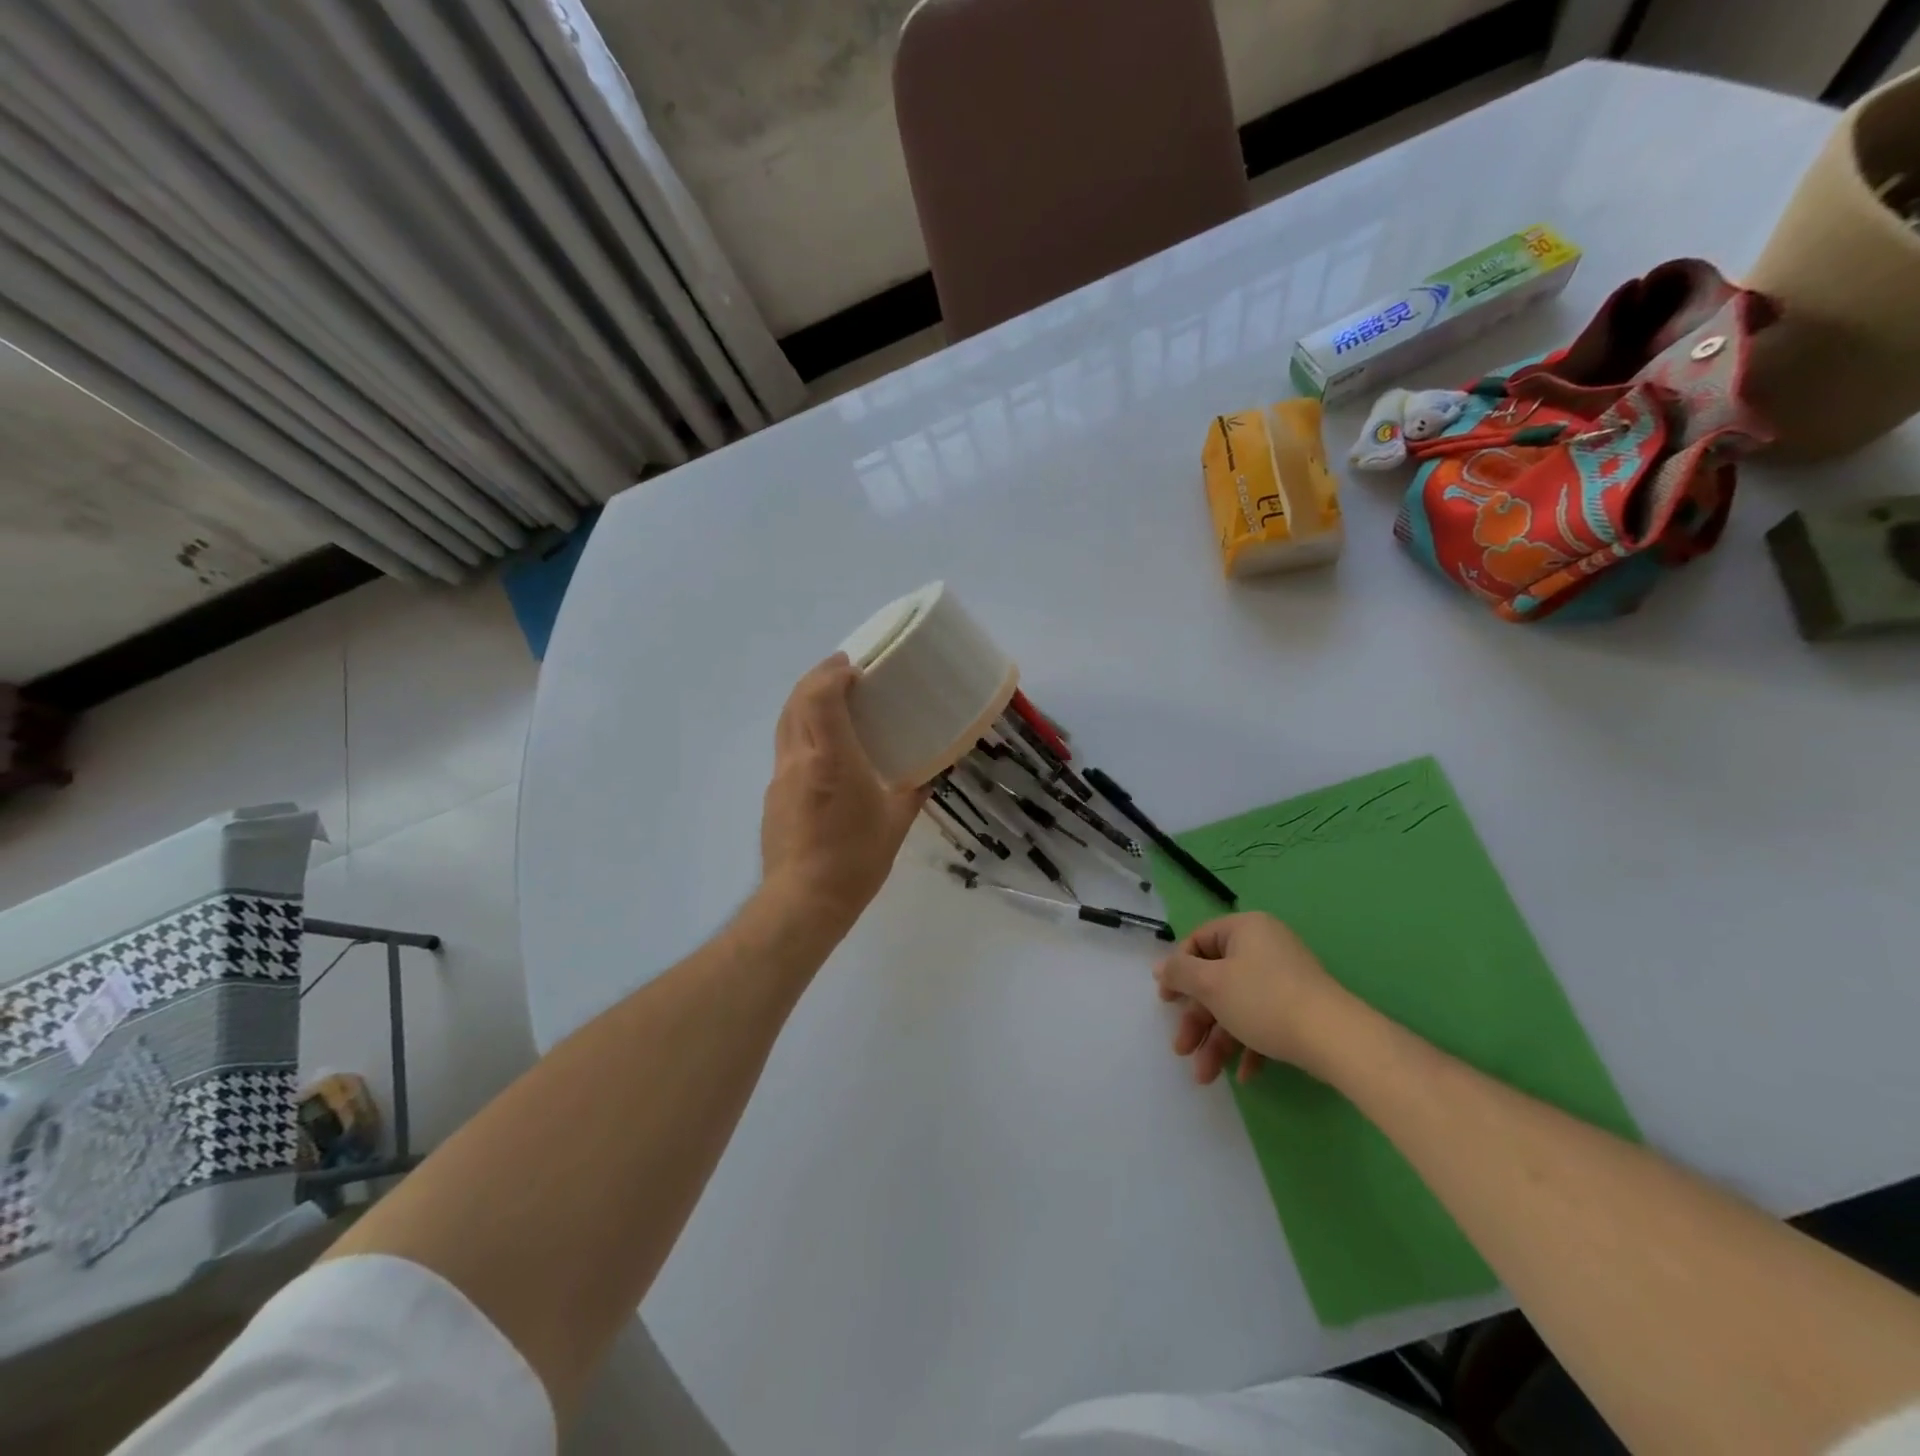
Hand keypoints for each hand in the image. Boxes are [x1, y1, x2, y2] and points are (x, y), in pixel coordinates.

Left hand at [759, 655, 924, 936]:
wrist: (804, 901)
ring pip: (786, 723)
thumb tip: (931, 772)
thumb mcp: (895, 824)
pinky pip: (786, 747)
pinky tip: (823, 747)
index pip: (819, 697)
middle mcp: (799, 759)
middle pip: (796, 701)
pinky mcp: (773, 795)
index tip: (854, 668)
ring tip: (832, 700)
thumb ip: (913, 792)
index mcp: (831, 759)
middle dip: (817, 678)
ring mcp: (781, 777)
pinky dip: (802, 729)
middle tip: (844, 671)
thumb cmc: (855, 860)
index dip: (833, 673)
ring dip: (805, 701)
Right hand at [1153, 912, 1356, 1084]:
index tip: (1166, 1002)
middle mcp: (1264, 947)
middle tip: (1181, 1048)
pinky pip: (1263, 1020)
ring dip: (1218, 1040)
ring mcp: (1284, 978)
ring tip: (1205, 1076)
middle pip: (1216, 980)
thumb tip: (1160, 967)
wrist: (1335, 1038)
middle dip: (1197, 1020)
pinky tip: (1243, 1075)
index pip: (1198, 941)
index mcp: (1244, 929)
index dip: (1178, 972)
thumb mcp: (1211, 984)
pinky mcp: (1299, 1008)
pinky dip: (1248, 1044)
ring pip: (1237, 1006)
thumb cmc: (1264, 1000)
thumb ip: (1180, 973)